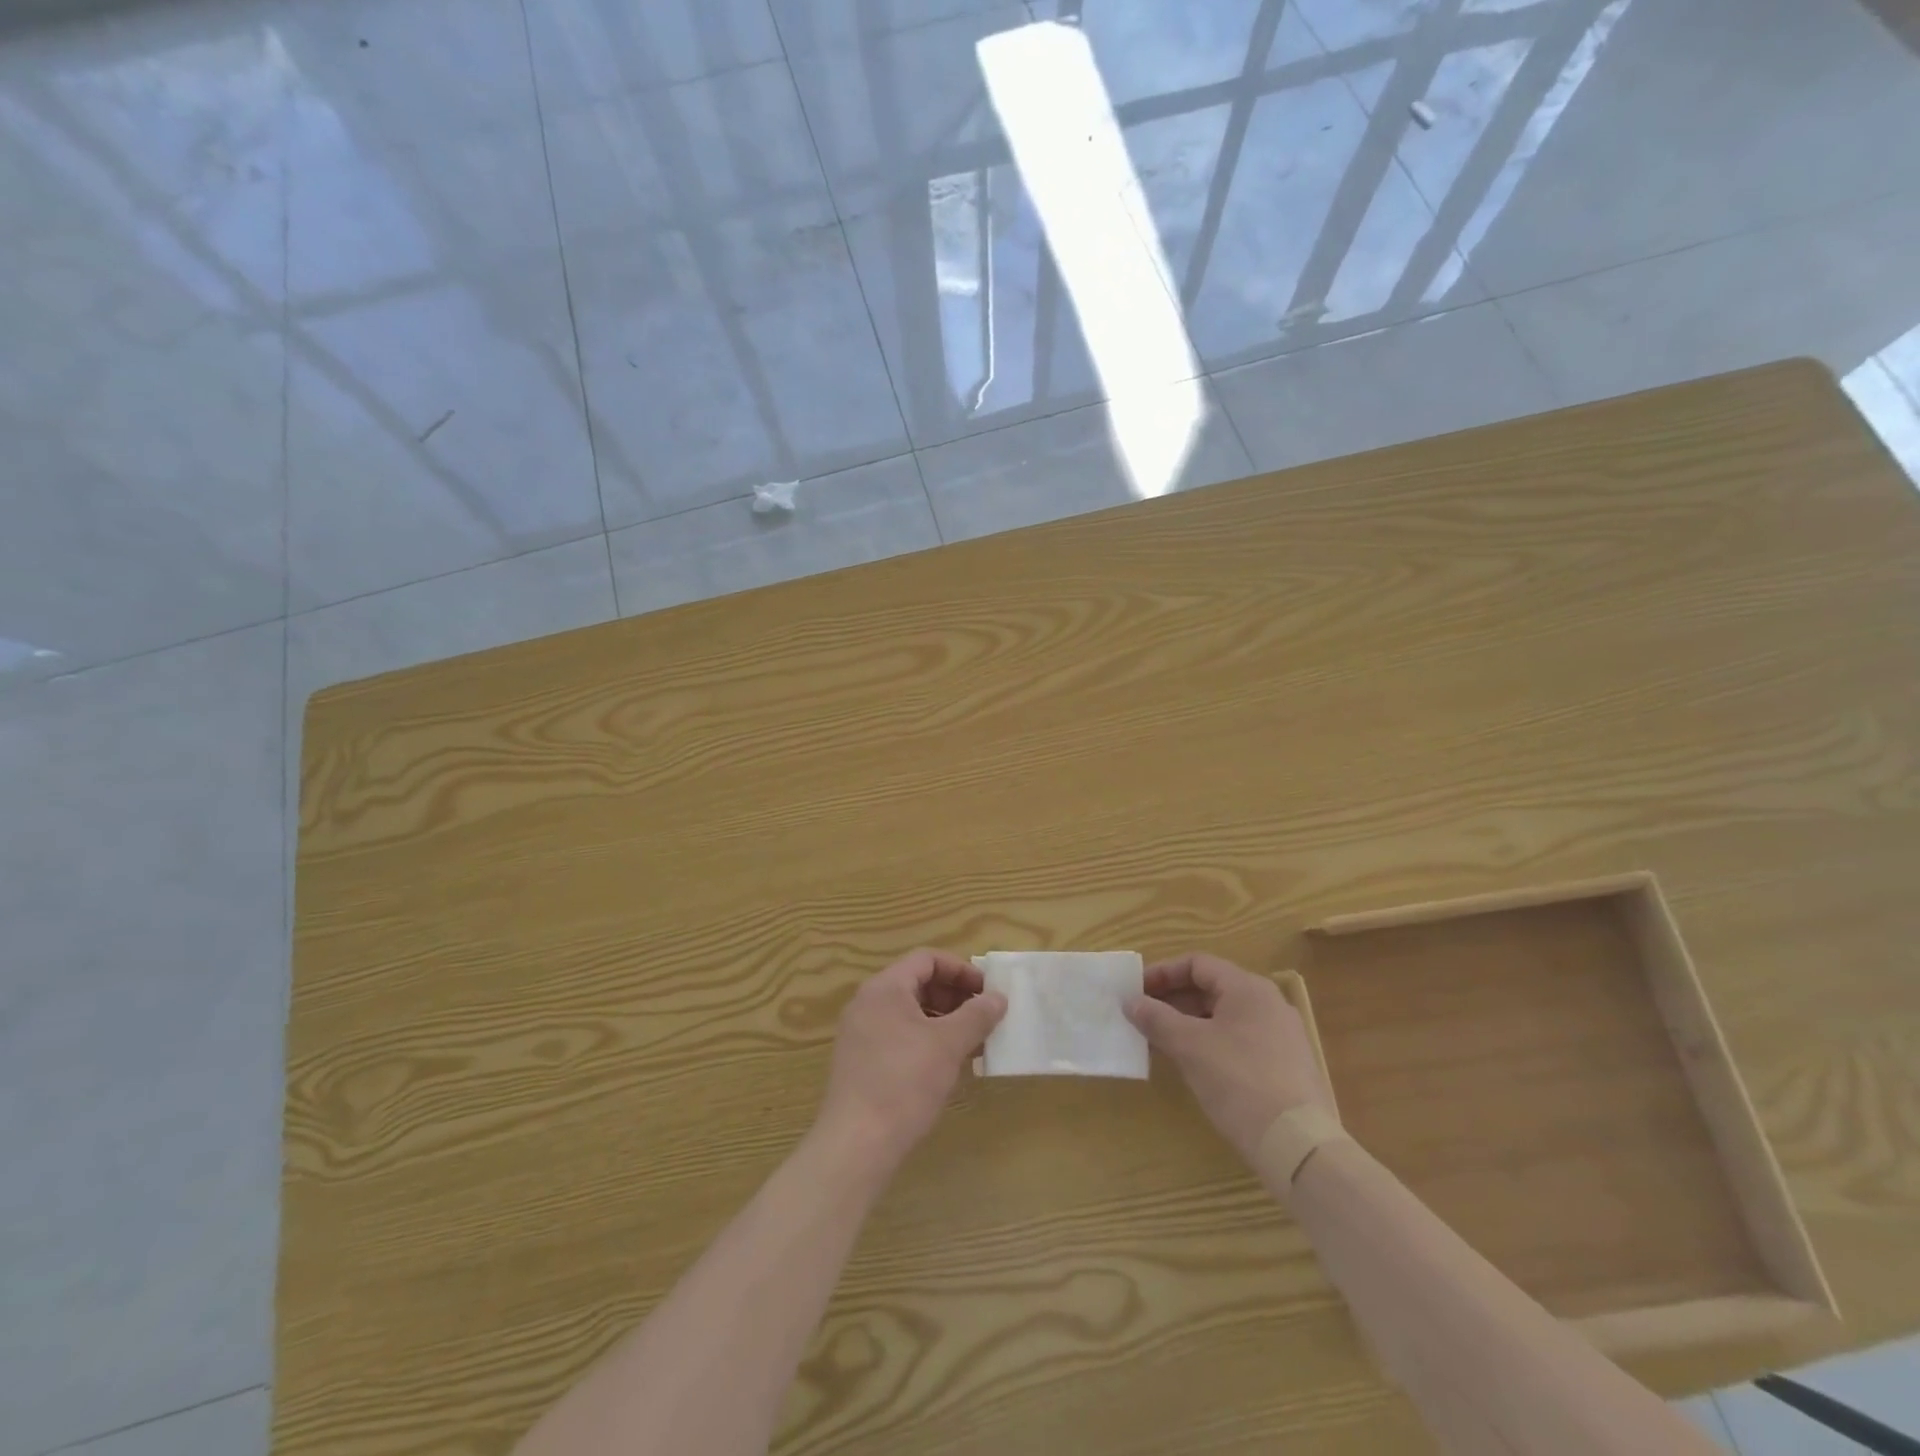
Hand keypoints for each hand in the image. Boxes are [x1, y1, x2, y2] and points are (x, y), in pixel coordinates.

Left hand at [818, 949, 1006, 1167]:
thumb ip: (976, 1015)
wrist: (857, 1143)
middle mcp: (868, 1003)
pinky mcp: (860, 1061)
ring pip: (909, 1012)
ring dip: (944, 1021)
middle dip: (954, 996)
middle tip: (984, 1016)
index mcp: (885, 988)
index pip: (926, 959)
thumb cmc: (905, 1082)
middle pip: (917, 983)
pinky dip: (926, 1040)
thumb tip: (998, 998)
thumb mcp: (948, 1045)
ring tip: (973, 1043)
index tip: (987, 990)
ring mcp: (860, 1033)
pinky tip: (948, 1065)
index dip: (960, 970)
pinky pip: (899, 1036)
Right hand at [1126, 953, 1329, 1161]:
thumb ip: (1156, 1018)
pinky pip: (1239, 1040)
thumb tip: (1131, 1002)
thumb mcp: (1189, 1047)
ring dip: (1189, 1023)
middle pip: (1211, 988)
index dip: (1162, 973)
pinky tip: (1193, 1065)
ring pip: (1224, 1016)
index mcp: (1248, 988)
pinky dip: (1210, 1042)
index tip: (1136, 991)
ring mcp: (1281, 1036)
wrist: (1299, 1147)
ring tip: (1160, 1042)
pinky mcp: (1285, 1066)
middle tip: (1142, 1017)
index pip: (1197, 963)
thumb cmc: (1239, 1082)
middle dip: (1173, 1000)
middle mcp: (1268, 1003)